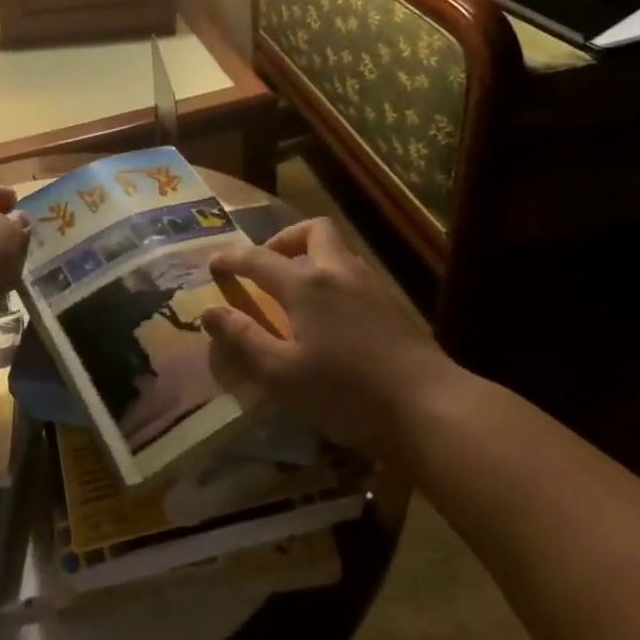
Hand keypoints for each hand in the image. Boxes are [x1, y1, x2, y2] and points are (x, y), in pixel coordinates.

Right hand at [202, 218, 461, 459]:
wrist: (430, 408)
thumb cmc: (347, 392)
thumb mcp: (281, 374)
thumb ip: (243, 339)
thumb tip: (209, 312)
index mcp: (307, 285)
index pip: (259, 258)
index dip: (232, 259)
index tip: (214, 263)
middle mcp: (340, 273)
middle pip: (313, 232)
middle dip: (285, 239)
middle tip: (268, 265)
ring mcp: (372, 287)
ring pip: (339, 252)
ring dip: (312, 259)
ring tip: (296, 293)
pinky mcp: (394, 307)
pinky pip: (355, 276)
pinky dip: (334, 282)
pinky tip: (332, 318)